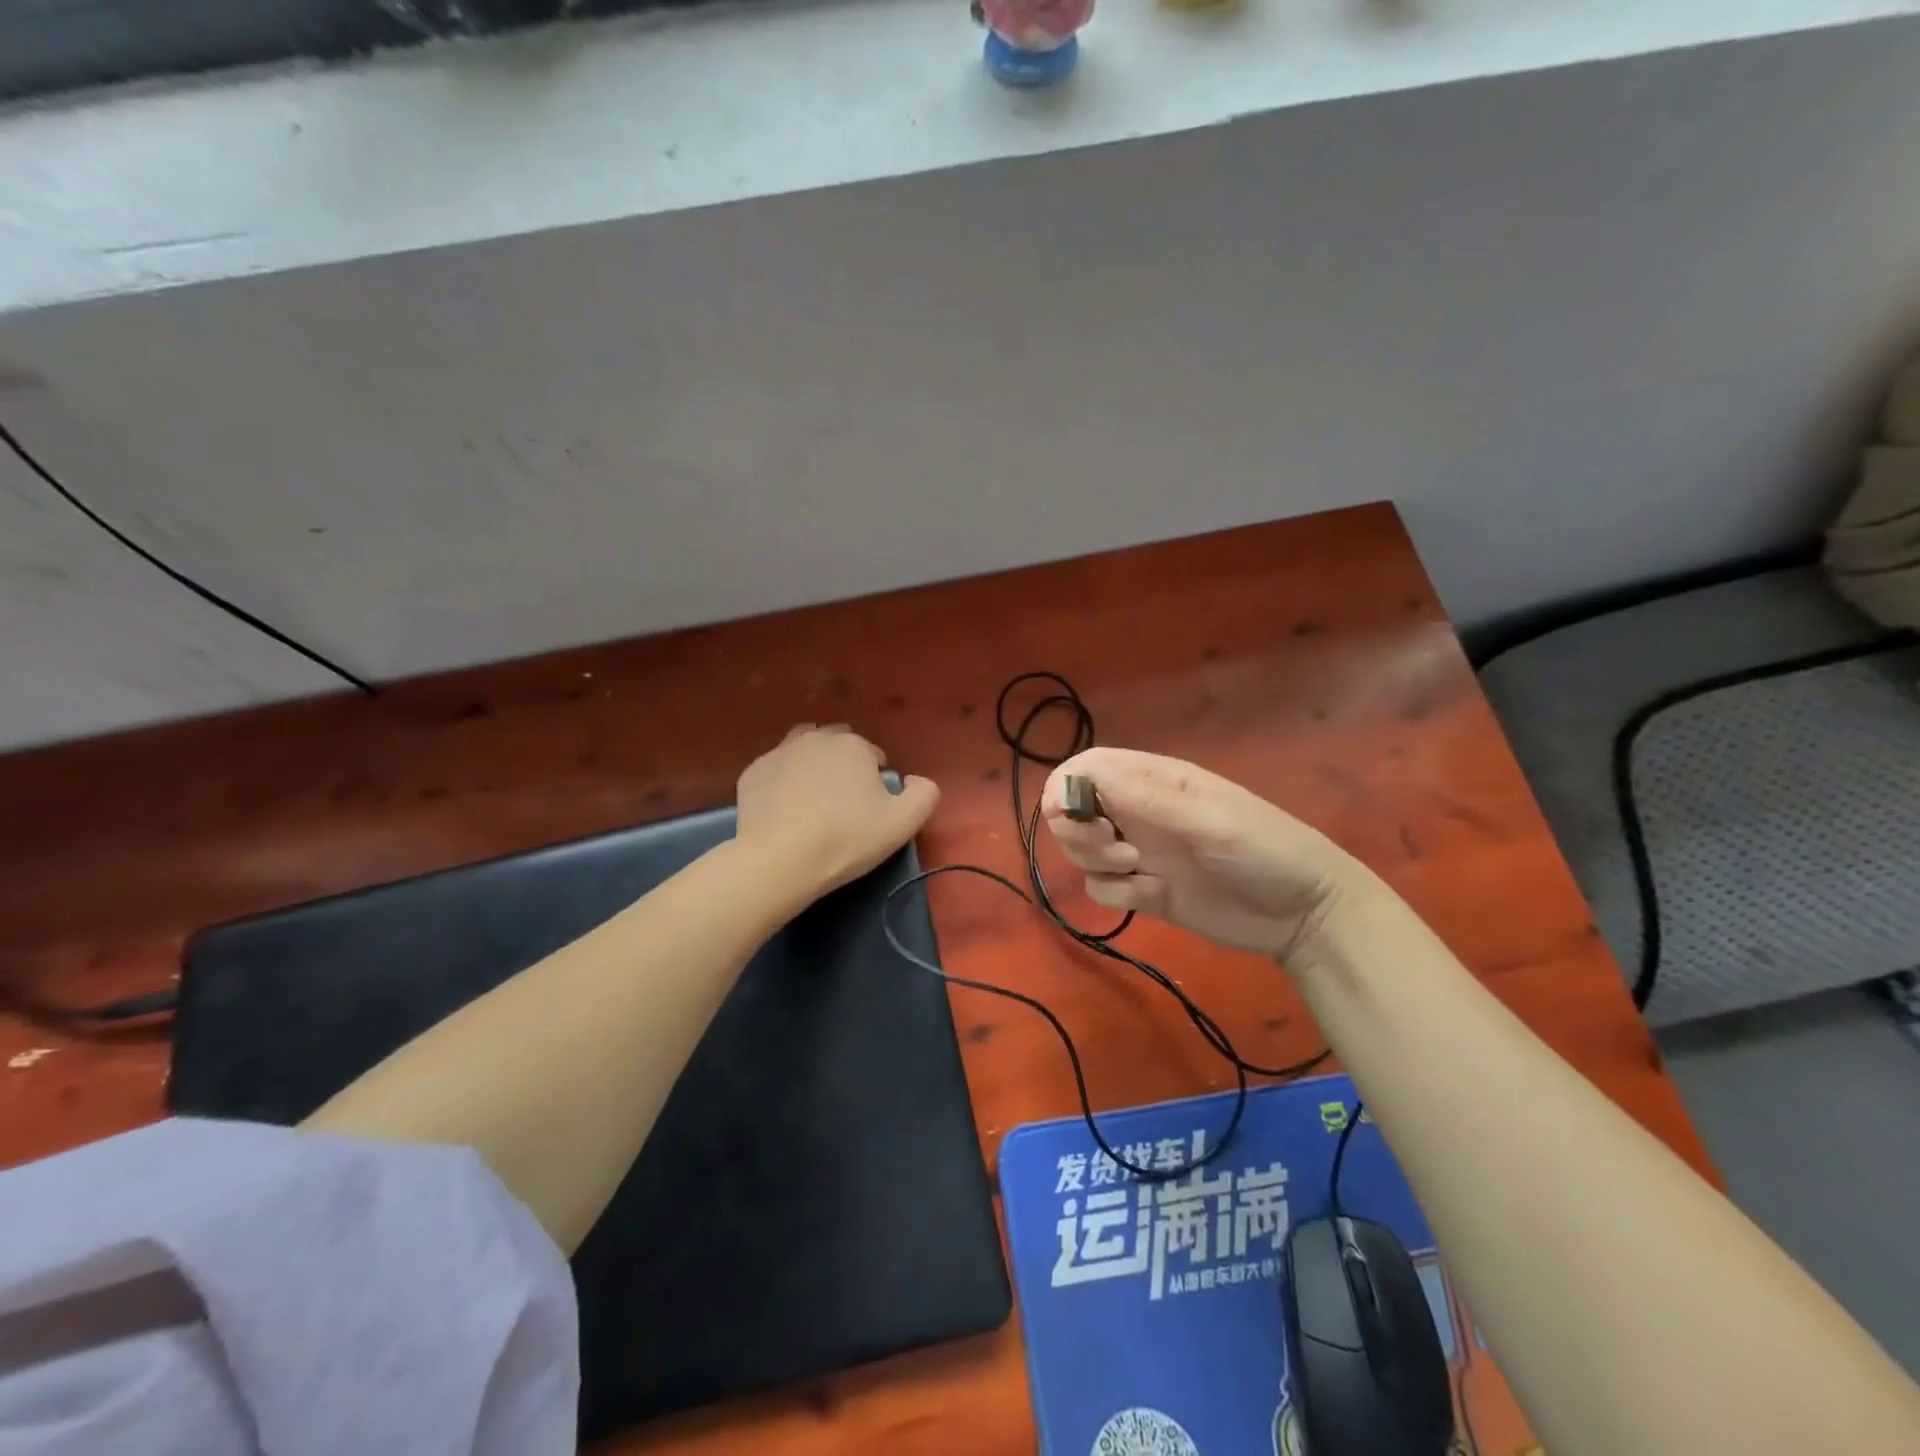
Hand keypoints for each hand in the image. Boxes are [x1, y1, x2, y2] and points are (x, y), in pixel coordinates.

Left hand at [735, 725, 939, 899]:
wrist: (781, 860)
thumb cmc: (847, 839)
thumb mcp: (903, 824)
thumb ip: (924, 795)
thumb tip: (917, 779)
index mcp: (854, 745)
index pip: (873, 754)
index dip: (876, 779)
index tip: (871, 807)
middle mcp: (816, 738)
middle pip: (836, 745)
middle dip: (843, 765)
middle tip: (843, 803)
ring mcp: (780, 752)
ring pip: (802, 749)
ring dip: (811, 765)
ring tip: (813, 799)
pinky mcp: (753, 772)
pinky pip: (775, 770)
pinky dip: (783, 782)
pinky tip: (785, 809)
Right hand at [1042, 747, 1353, 961]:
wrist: (1305, 915)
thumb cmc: (1265, 849)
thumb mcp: (1207, 820)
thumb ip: (1143, 800)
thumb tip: (1075, 780)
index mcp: (1154, 780)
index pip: (1088, 767)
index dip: (1066, 786)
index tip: (1066, 814)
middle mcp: (1138, 811)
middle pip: (1074, 809)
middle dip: (1077, 829)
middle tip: (1113, 847)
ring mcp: (1140, 852)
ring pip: (1081, 849)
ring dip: (1093, 860)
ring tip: (1136, 870)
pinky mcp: (1144, 891)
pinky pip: (1101, 887)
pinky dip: (1113, 892)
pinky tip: (1148, 895)